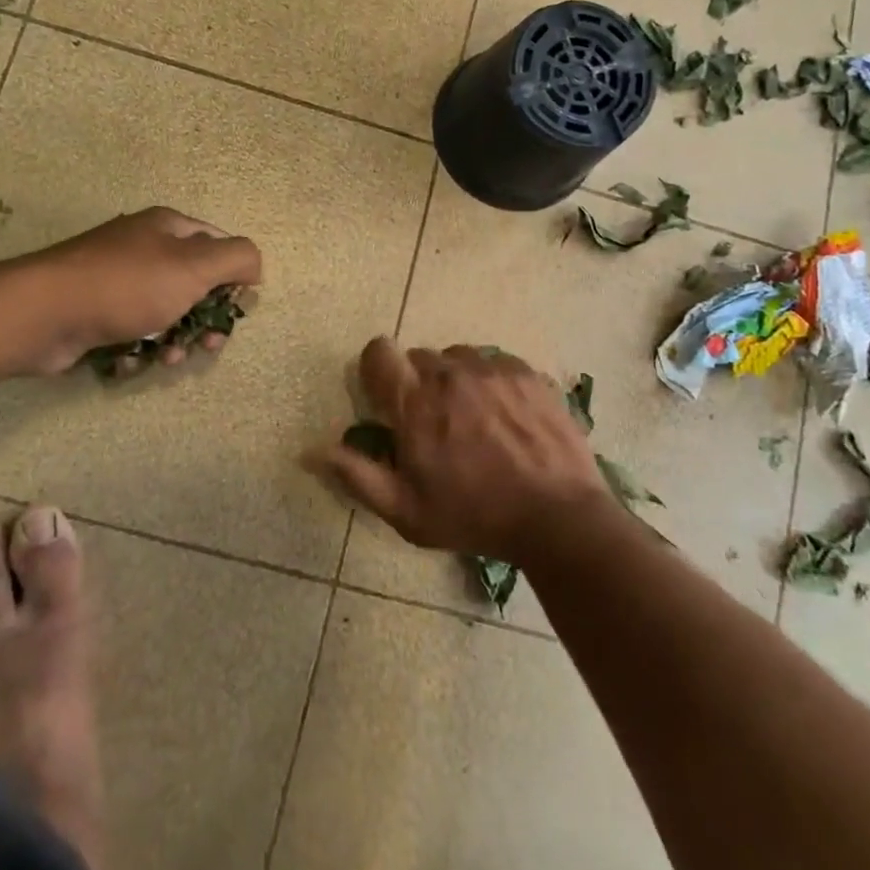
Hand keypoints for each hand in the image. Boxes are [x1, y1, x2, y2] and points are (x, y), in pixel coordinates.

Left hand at [27, 207, 262, 374]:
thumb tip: (255, 266)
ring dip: (176, 340)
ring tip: (171, 357)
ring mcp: (116, 281)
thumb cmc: (127, 285)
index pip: (217, 245)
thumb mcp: (194, 266)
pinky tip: (132, 360)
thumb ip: (237, 258)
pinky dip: (139, 349)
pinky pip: (132, 332)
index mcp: (167, 228)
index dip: (232, 277)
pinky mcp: (95, 313)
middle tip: (210, 344)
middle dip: (206, 318)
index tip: (234, 308)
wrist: (44, 313)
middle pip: (193, 284)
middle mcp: (142, 249)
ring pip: (165, 313)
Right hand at [309, 339, 607, 561]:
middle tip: (436, 423)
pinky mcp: (527, 374)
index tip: (387, 397)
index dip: (377, 369)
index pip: (379, 352)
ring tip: (475, 419)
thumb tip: (310, 450)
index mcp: (415, 403)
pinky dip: (493, 382)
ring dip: (457, 380)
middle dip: (419, 384)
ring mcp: (492, 370)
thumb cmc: (474, 517)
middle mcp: (450, 374)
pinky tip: (507, 416)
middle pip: (420, 357)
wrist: (559, 518)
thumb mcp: (406, 511)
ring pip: (459, 358)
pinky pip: (496, 363)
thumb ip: (356, 475)